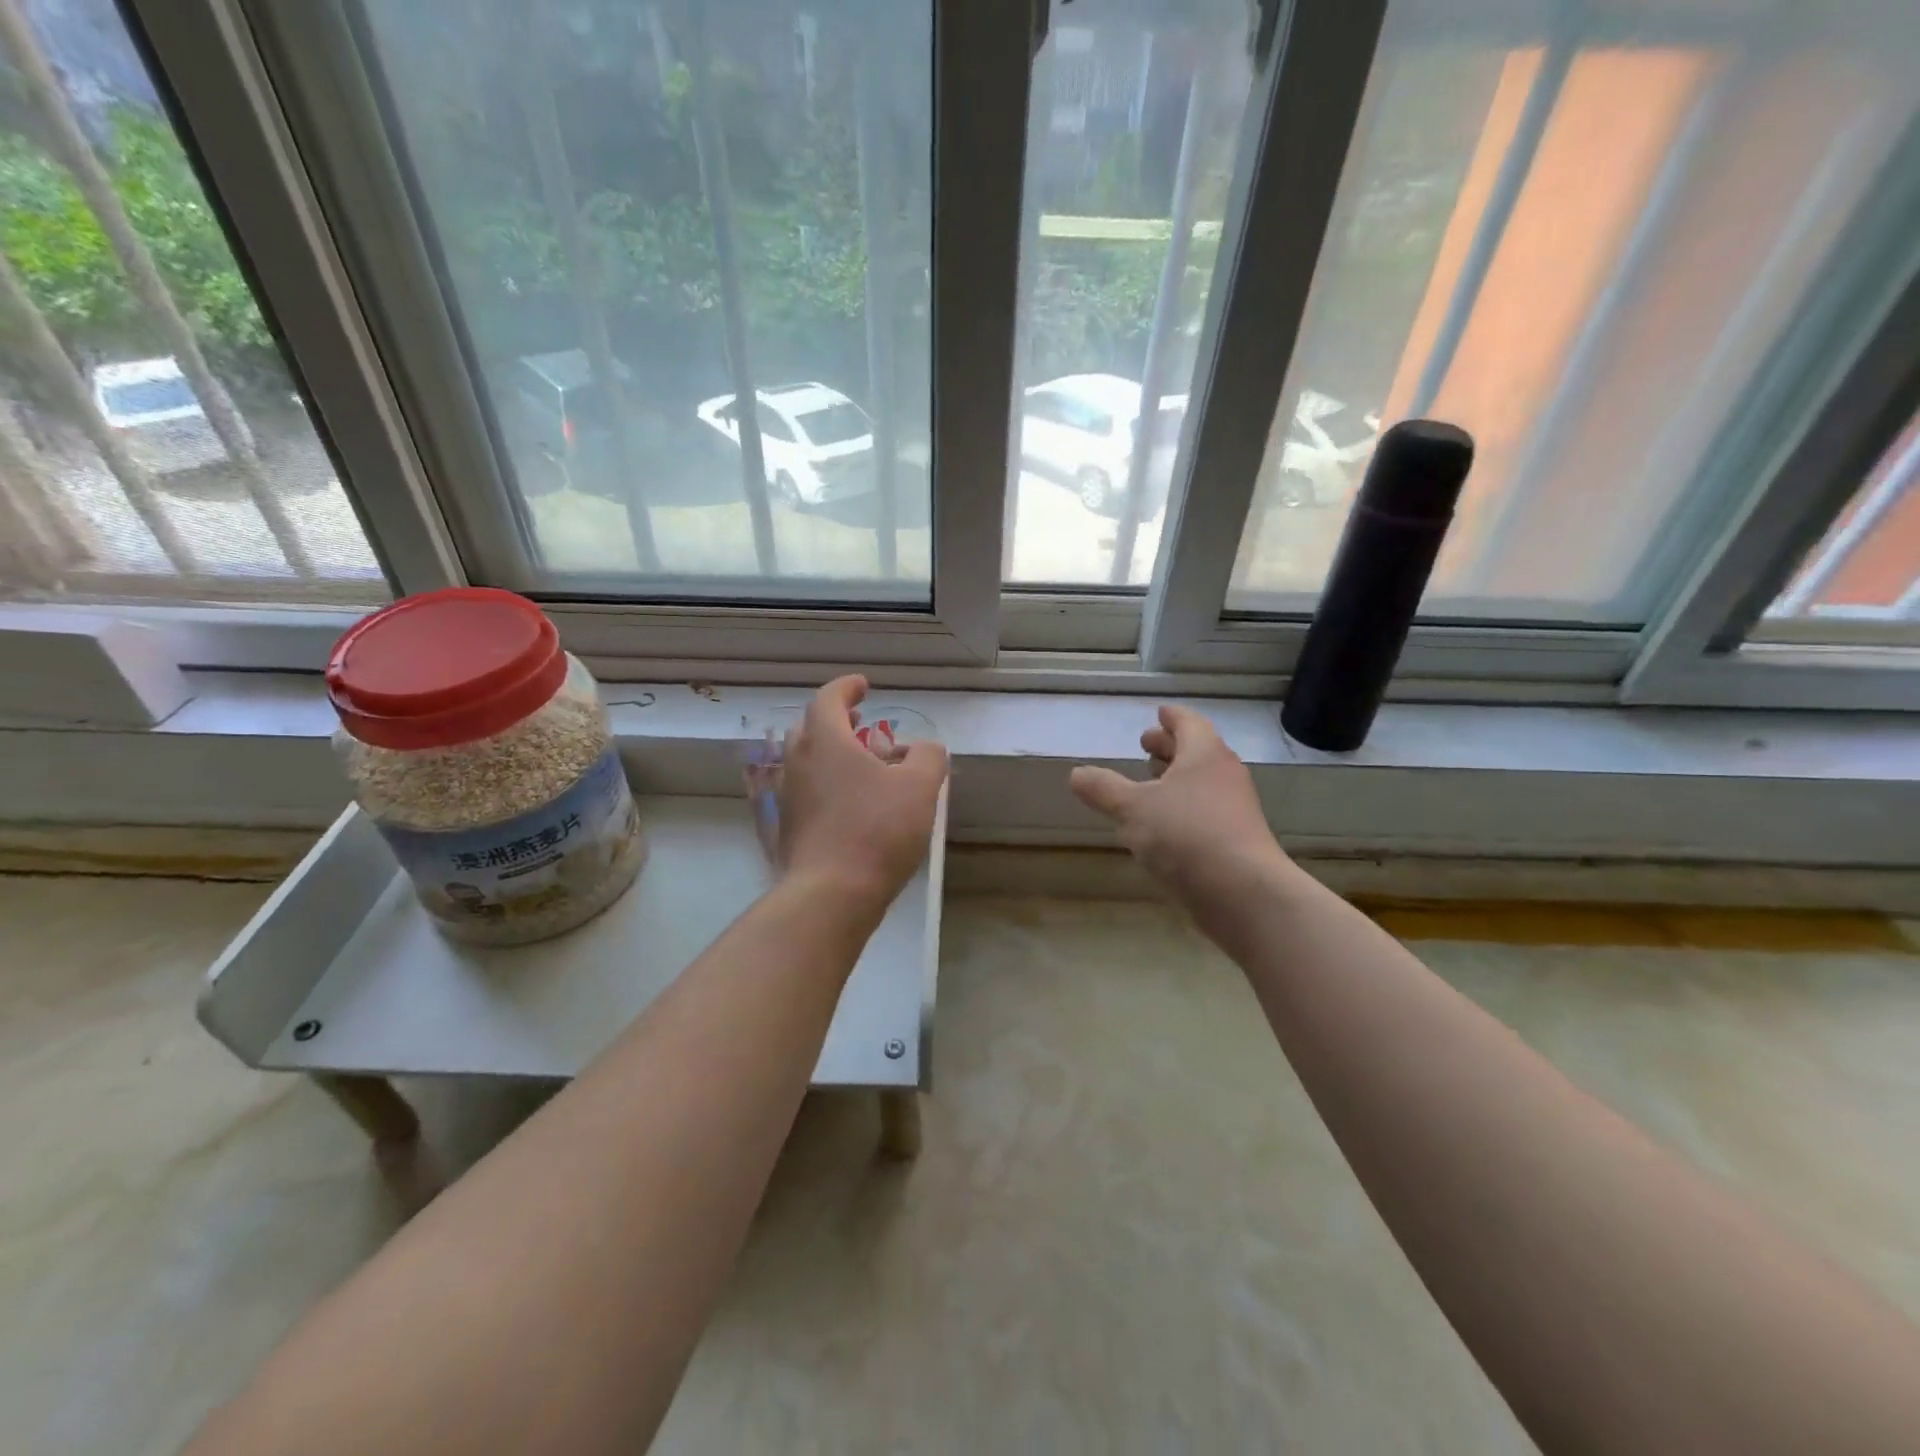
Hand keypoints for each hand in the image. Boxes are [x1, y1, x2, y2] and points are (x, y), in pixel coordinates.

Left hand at [777, 675, 948, 907]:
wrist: (831, 893)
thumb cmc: (877, 830)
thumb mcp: (919, 788)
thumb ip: (928, 757)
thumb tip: (926, 748)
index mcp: (825, 741)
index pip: (828, 699)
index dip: (846, 688)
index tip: (863, 685)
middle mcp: (798, 762)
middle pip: (811, 727)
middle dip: (836, 720)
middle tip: (860, 722)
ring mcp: (789, 796)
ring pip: (807, 761)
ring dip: (832, 753)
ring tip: (862, 763)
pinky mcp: (790, 827)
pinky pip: (807, 790)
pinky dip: (827, 782)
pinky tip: (852, 803)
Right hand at [1070, 706, 1287, 906]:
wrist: (1243, 893)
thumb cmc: (1186, 835)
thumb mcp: (1132, 809)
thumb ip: (1103, 789)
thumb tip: (1077, 774)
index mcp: (1204, 754)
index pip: (1189, 723)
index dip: (1171, 717)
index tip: (1159, 712)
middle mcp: (1224, 775)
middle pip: (1197, 751)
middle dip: (1170, 747)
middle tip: (1145, 745)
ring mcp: (1235, 809)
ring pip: (1202, 782)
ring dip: (1176, 778)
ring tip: (1149, 783)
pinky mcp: (1236, 840)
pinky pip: (1206, 811)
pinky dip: (1183, 807)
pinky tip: (1163, 825)